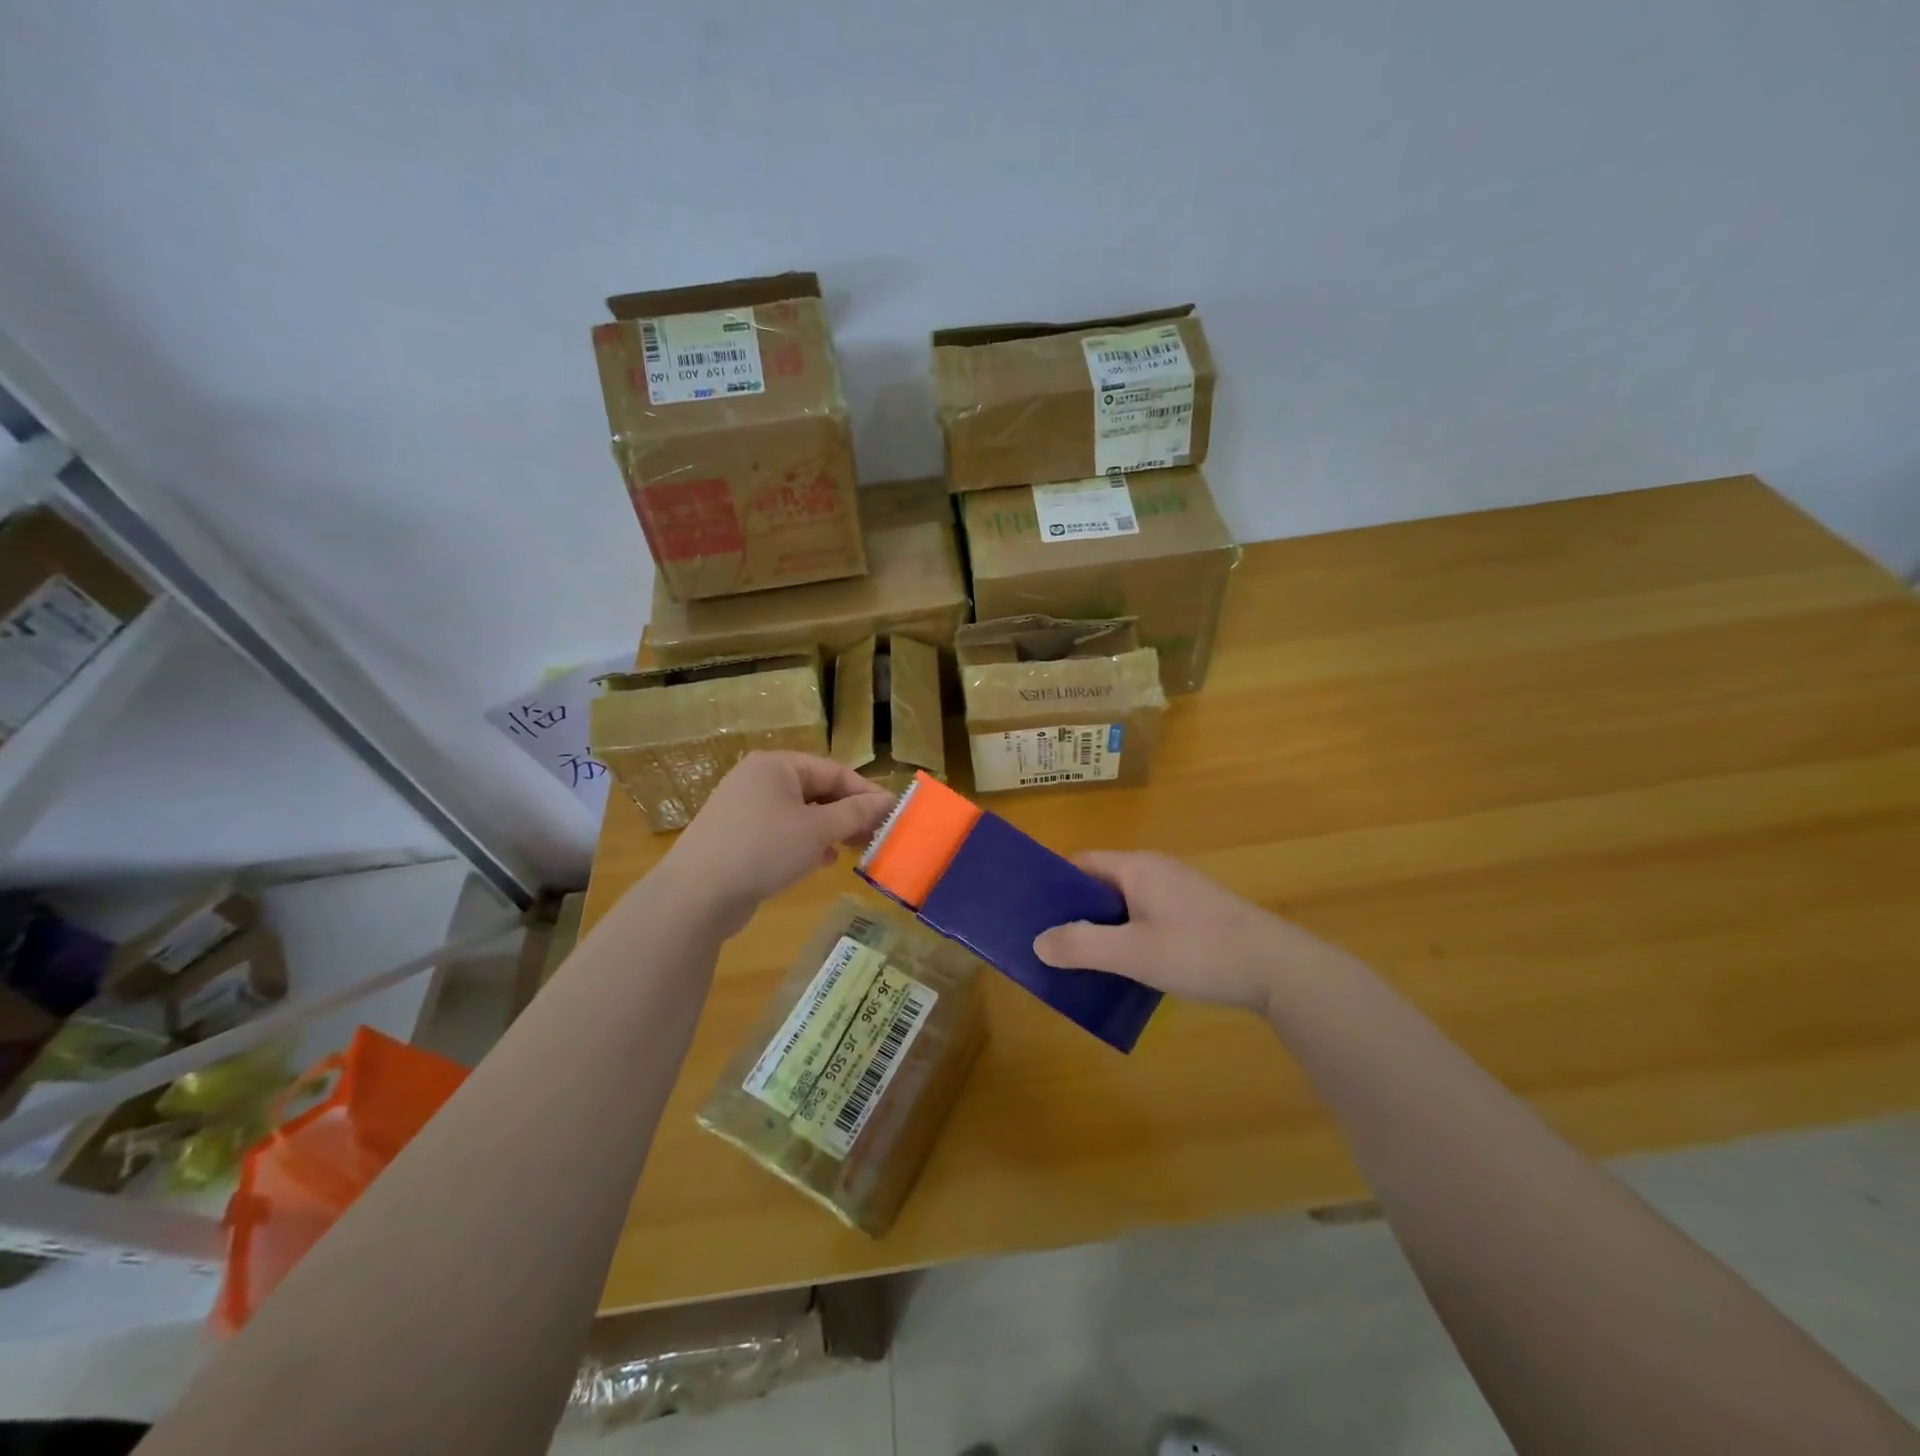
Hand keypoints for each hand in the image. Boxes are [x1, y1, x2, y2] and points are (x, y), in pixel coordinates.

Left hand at [657, 752, 894, 936]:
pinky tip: (821, 862)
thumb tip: (888, 801)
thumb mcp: (818, 830)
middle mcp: (758, 780)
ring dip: (829, 830)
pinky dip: (804, 844)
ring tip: (853, 849)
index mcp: (776, 765)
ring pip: (799, 814)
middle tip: (875, 836)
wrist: (696, 894)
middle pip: (816, 790)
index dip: (866, 792)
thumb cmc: (764, 848)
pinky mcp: (735, 838)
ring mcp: (743, 809)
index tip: (892, 815)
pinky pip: (780, 833)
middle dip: (847, 813)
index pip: (834, 771)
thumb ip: (856, 814)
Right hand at [1032, 852, 1335, 1015]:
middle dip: (1075, 912)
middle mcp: (1155, 870)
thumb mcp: (1134, 953)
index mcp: (1137, 867)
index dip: (1054, 885)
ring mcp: (1179, 891)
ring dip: (1103, 929)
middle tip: (1051, 945)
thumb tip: (1038, 942)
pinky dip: (1129, 936)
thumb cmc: (1199, 951)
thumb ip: (1082, 946)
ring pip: (1124, 905)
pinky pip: (1147, 917)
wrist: (1278, 970)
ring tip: (1081, 961)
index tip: (1033, 915)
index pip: (1080, 863)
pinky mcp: (1196, 914)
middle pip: (1101, 884)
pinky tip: (1126, 967)